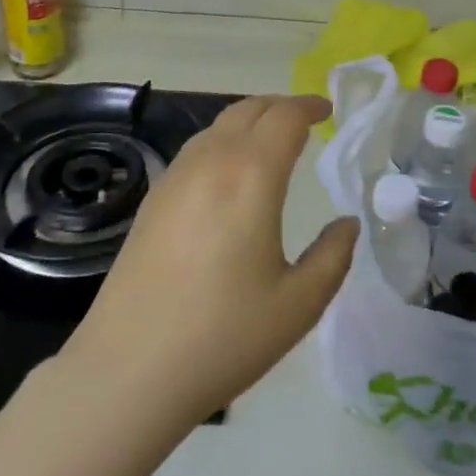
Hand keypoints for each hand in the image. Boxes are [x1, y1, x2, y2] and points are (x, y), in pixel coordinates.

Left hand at [60, 94, 357, 433]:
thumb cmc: (223, 336)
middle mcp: (211, 162)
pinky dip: (222, 141)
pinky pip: (195, 149)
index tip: (327, 110)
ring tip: (270, 140)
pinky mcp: (152, 200)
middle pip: (248, 110)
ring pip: (217, 126)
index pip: (285, 117)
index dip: (309, 106)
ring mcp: (174, 178)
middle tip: (305, 119)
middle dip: (280, 106)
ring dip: (249, 120)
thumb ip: (333, 256)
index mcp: (251, 176)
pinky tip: (228, 173)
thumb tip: (346, 224)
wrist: (129, 370)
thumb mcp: (299, 304)